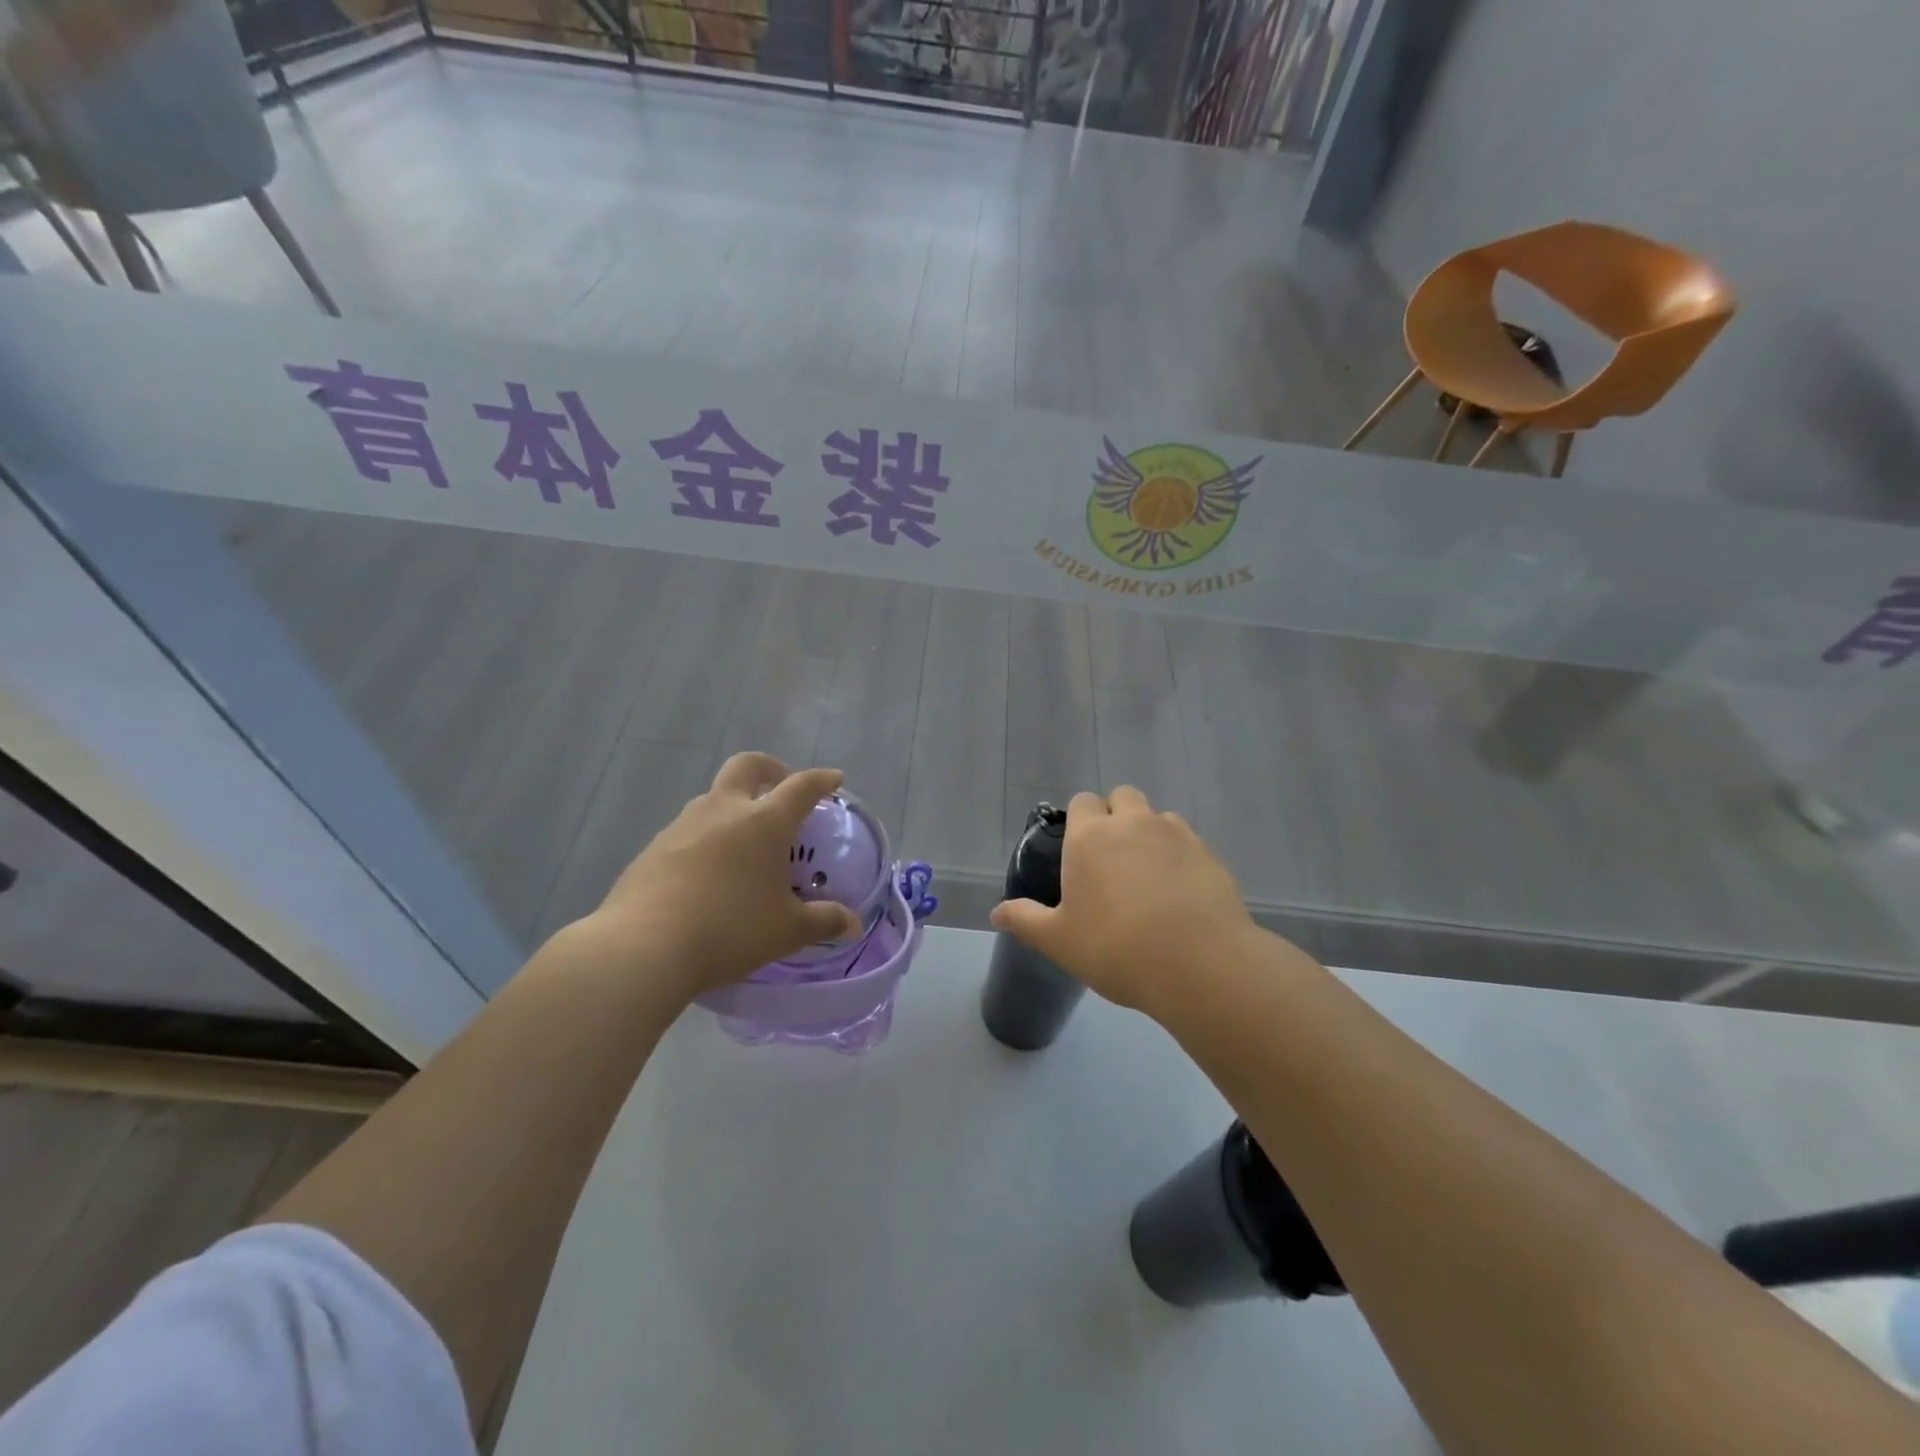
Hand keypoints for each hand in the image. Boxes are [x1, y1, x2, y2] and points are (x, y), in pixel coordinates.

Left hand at [578, 753, 862, 998]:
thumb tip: (852, 925)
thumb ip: (823, 922)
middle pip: (748, 766)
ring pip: (713, 797)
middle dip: (770, 769)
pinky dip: (706, 837)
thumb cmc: (729, 930)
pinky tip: (708, 872)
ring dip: (734, 805)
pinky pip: (687, 830)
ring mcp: (683, 825)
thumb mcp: (786, 931)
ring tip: (744, 841)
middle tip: (781, 789)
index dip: (821, 780)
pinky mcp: (653, 848)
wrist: (644, 947)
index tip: (834, 779)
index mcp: (764, 822)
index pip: (801, 786)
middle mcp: (723, 810)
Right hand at [989, 787, 1258, 1016]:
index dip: (1080, 821)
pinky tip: (1179, 890)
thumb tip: (996, 912)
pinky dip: (1179, 855)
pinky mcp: (1209, 853)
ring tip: (1149, 876)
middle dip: (1117, 816)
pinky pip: (1187, 840)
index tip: (1080, 853)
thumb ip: (1026, 920)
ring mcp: (1175, 834)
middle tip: (1112, 860)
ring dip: (1149, 833)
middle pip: (1122, 796)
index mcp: (1090, 837)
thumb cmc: (1116, 949)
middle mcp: (1132, 823)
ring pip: (1157, 816)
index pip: (1082, 802)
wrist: (1199, 964)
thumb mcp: (1059, 941)